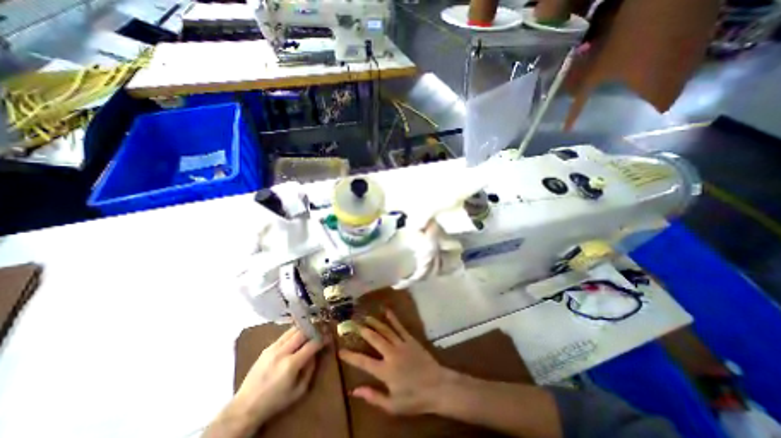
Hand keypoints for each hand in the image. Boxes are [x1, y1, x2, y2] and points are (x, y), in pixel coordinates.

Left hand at [236, 326, 324, 422]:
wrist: (245, 406)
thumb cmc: (275, 401)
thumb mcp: (299, 391)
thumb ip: (310, 370)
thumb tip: (315, 353)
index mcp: (291, 364)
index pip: (312, 344)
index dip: (323, 338)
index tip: (329, 336)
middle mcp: (282, 352)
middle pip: (303, 332)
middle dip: (314, 328)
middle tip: (322, 328)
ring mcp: (273, 348)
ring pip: (293, 330)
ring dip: (305, 328)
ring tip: (312, 329)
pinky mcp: (267, 347)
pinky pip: (284, 335)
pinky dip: (294, 332)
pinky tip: (298, 336)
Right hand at [339, 309, 448, 415]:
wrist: (437, 386)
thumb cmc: (414, 398)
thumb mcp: (392, 406)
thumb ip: (373, 397)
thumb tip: (354, 391)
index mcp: (385, 370)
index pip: (363, 361)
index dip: (350, 356)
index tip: (341, 350)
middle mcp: (391, 353)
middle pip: (374, 339)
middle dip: (362, 330)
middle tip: (353, 324)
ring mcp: (401, 344)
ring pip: (385, 330)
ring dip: (374, 322)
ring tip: (365, 316)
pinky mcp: (410, 339)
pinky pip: (399, 326)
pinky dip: (392, 318)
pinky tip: (386, 311)